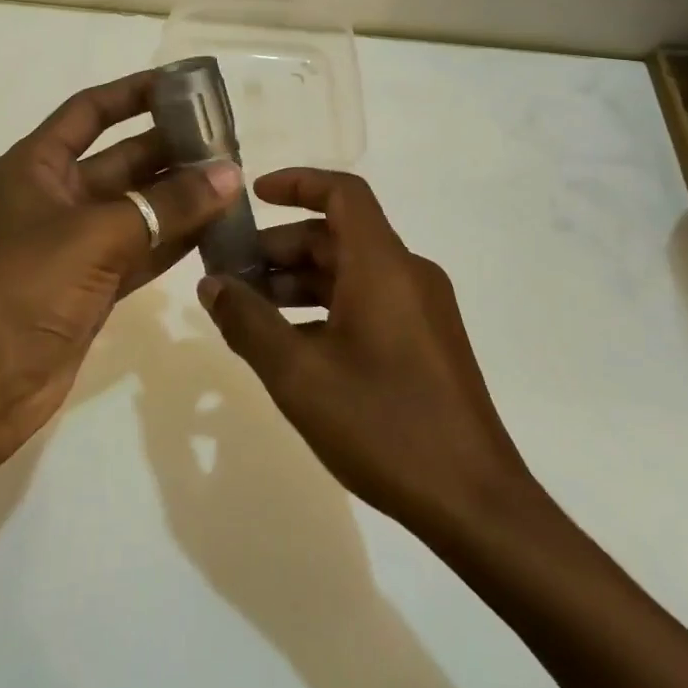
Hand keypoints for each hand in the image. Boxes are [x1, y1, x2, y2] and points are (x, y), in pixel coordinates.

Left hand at [0, 71, 241, 472]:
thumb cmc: (21, 289)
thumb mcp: (94, 236)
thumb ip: (165, 205)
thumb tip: (229, 175)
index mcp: (37, 166)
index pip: (90, 111)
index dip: (135, 93)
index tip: (185, 86)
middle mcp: (56, 197)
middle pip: (123, 159)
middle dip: (172, 148)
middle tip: (230, 143)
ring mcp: (74, 245)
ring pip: (138, 208)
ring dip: (181, 196)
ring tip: (235, 183)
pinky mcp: (91, 287)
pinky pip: (141, 251)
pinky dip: (175, 241)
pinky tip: (217, 230)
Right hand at [196, 168, 534, 538]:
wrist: (476, 504)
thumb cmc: (384, 425)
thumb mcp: (299, 375)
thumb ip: (248, 323)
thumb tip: (211, 284)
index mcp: (383, 265)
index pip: (342, 192)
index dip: (297, 183)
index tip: (252, 196)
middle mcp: (407, 274)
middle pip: (338, 235)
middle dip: (280, 247)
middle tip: (231, 274)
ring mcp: (421, 309)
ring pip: (350, 272)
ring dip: (299, 282)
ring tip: (250, 313)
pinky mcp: (425, 341)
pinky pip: (368, 301)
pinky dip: (325, 307)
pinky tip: (292, 346)